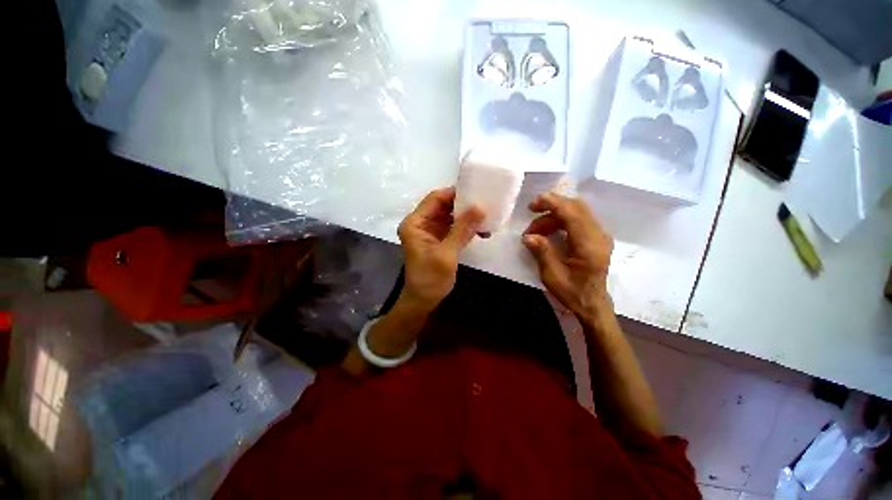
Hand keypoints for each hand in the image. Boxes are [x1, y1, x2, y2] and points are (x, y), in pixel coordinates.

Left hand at [397, 187, 484, 313]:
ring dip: (467, 217)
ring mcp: (430, 231)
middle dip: (463, 205)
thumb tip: (480, 208)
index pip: (435, 199)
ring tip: (486, 217)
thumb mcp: (447, 253)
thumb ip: (462, 230)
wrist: (423, 301)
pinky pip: (453, 227)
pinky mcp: (438, 240)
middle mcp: (421, 223)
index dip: (454, 194)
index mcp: (415, 223)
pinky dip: (466, 228)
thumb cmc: (430, 278)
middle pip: (443, 206)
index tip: (476, 192)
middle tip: (485, 203)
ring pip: (450, 216)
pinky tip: (481, 231)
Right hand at [522, 192, 613, 322]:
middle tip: (532, 211)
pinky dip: (562, 218)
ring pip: (578, 211)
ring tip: (536, 230)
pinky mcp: (597, 237)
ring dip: (555, 214)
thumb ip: (542, 252)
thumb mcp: (552, 276)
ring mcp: (600, 235)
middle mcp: (599, 236)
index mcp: (589, 246)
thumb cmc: (572, 292)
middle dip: (552, 205)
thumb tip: (528, 236)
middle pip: (577, 207)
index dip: (553, 204)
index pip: (573, 214)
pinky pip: (580, 218)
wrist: (592, 304)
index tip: (534, 203)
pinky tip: (549, 229)